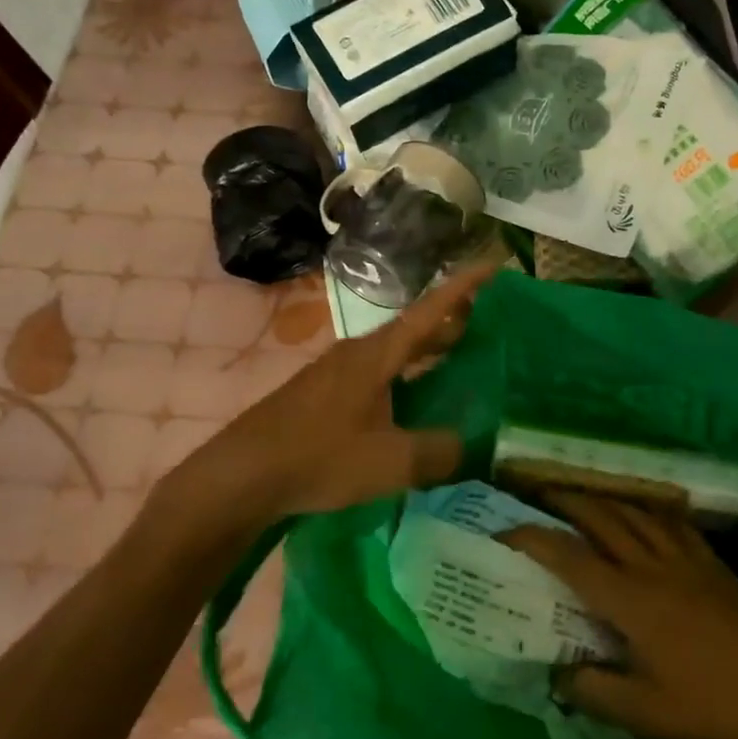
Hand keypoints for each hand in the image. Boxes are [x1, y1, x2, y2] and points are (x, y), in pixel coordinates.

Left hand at [186, 260, 500, 521]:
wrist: (243, 474)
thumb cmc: (319, 457)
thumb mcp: (390, 462)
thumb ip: (439, 453)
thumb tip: (475, 447)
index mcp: (378, 355)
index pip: (430, 310)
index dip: (464, 287)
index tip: (494, 264)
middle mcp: (359, 353)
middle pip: (414, 327)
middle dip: (452, 321)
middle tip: (489, 321)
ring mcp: (337, 372)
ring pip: (395, 351)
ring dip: (428, 350)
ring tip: (459, 359)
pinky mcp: (325, 394)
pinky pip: (378, 372)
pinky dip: (406, 375)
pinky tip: (412, 401)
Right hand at [507, 494, 737, 738]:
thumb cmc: (711, 707)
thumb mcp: (645, 713)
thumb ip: (594, 691)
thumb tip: (557, 674)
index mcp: (630, 599)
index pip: (570, 558)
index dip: (533, 539)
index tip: (506, 531)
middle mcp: (652, 566)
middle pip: (601, 519)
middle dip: (564, 502)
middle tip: (537, 495)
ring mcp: (685, 558)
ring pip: (634, 512)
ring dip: (602, 499)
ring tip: (581, 495)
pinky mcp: (710, 562)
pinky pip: (671, 520)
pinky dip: (647, 508)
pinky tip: (643, 510)